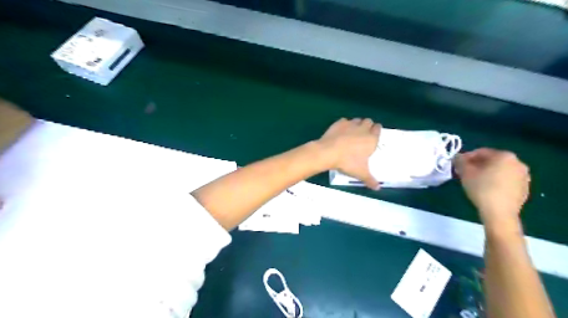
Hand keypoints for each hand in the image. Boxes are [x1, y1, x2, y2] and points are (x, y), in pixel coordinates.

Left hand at [315, 118, 380, 188]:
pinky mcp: (339, 123)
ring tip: (352, 133)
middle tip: (363, 134)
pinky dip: (344, 125)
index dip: (376, 130)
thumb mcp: (360, 173)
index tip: (373, 134)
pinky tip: (340, 132)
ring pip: (357, 120)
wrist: (328, 152)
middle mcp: (363, 129)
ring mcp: (350, 124)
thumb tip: (378, 188)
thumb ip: (370, 180)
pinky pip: (344, 121)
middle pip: (369, 121)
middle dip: (367, 126)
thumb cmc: (348, 162)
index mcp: (371, 139)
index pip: (378, 128)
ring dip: (357, 124)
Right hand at [456, 148, 529, 225]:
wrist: (499, 213)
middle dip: (476, 165)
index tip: (457, 165)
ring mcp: (523, 176)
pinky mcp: (524, 189)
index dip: (466, 157)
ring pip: (499, 171)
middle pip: (492, 161)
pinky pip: (506, 181)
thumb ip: (460, 161)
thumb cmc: (481, 188)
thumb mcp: (465, 172)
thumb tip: (457, 157)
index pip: (481, 152)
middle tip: (464, 173)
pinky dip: (495, 182)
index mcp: (504, 156)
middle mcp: (518, 163)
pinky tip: (486, 190)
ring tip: (474, 182)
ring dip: (486, 173)